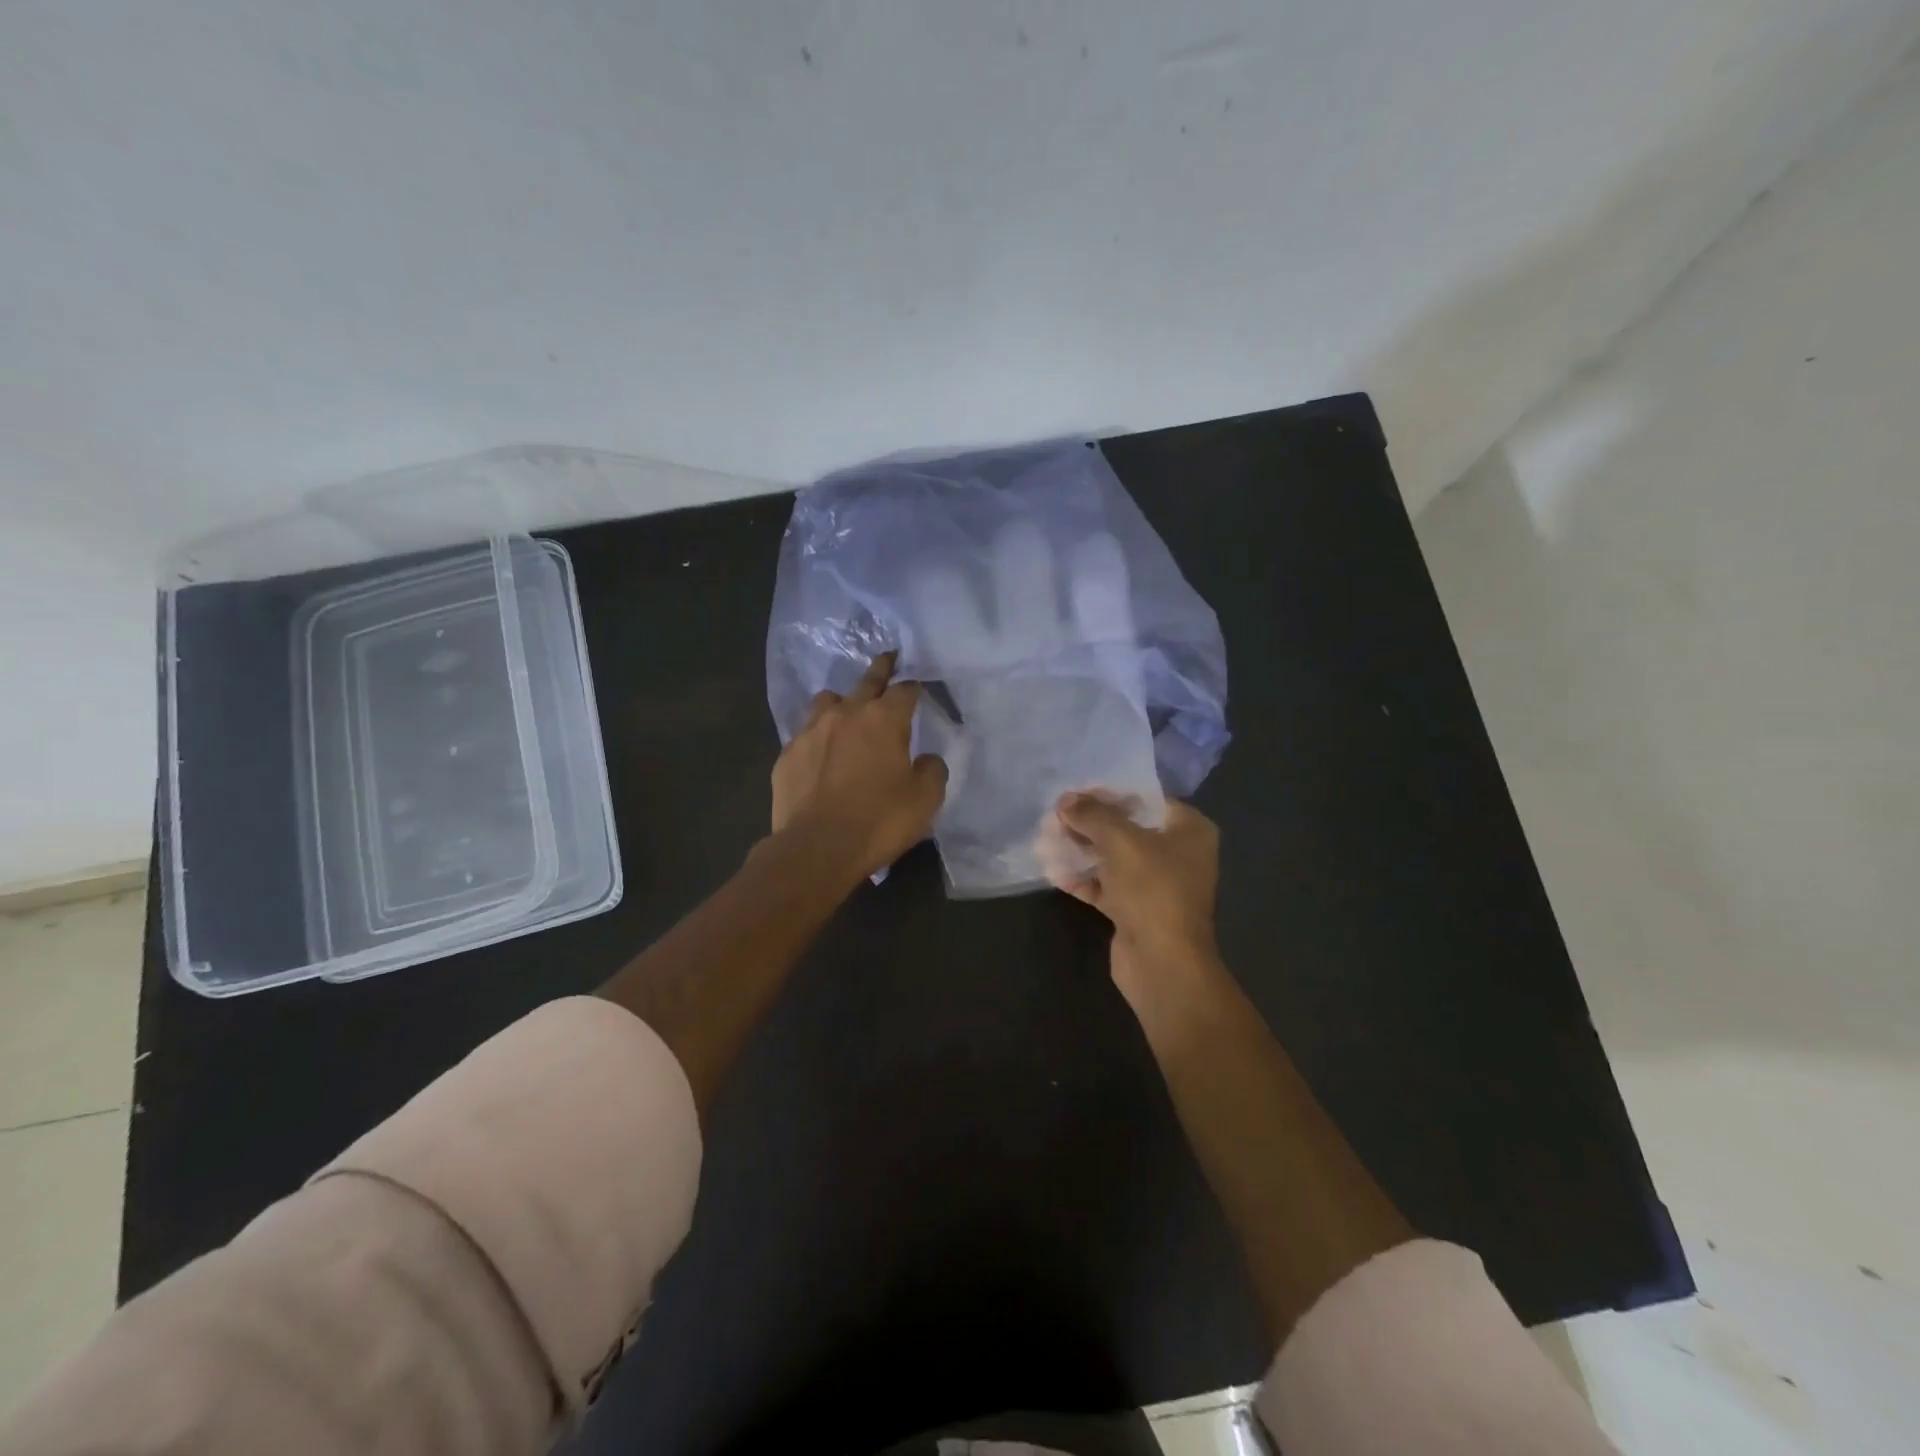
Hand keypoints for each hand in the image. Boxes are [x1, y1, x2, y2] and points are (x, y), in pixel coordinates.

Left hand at [771, 653, 948, 881]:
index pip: (905, 689)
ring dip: (841, 703)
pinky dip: (817, 739)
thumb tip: (925, 759)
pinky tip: (820, 757)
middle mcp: (845, 714)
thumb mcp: (925, 799)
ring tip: (846, 715)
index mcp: (884, 719)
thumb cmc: (879, 821)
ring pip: (827, 701)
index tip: (918, 688)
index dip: (914, 686)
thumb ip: (932, 770)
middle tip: (888, 660)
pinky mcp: (787, 755)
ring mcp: (810, 732)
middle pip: (867, 680)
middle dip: (881, 670)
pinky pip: (805, 735)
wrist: (816, 849)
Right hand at [1041, 791, 1220, 1000]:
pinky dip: (1083, 878)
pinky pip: (1106, 886)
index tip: (1075, 791)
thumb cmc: (1152, 889)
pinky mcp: (1136, 910)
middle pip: (1127, 828)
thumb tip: (1066, 801)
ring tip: (1046, 839)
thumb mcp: (1121, 841)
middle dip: (1089, 823)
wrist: (1162, 963)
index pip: (1146, 799)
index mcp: (1189, 830)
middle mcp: (1178, 854)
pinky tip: (1054, 871)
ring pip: (1113, 858)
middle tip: (1055, 816)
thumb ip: (1093, 815)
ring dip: (1081, 850)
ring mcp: (1157, 885)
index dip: (1110, 793)